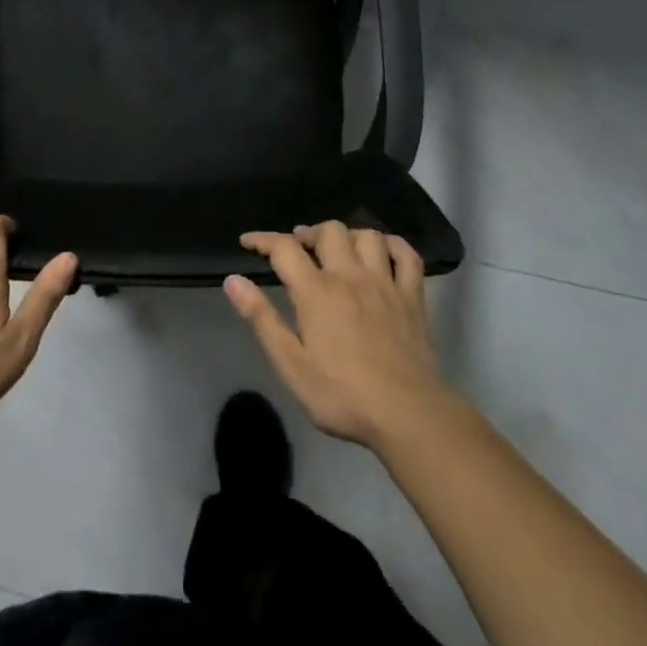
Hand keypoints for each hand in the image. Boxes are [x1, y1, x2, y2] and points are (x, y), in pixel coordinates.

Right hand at [227, 222, 453, 448]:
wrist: (407, 414)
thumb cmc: (342, 394)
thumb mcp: (290, 363)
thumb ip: (261, 318)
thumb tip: (233, 280)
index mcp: (316, 291)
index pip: (284, 248)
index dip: (263, 239)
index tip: (248, 241)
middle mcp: (350, 276)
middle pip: (329, 231)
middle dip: (309, 233)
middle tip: (299, 249)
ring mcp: (385, 283)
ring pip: (368, 235)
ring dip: (349, 235)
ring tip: (338, 250)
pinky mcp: (413, 297)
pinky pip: (407, 255)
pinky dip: (393, 245)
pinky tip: (383, 252)